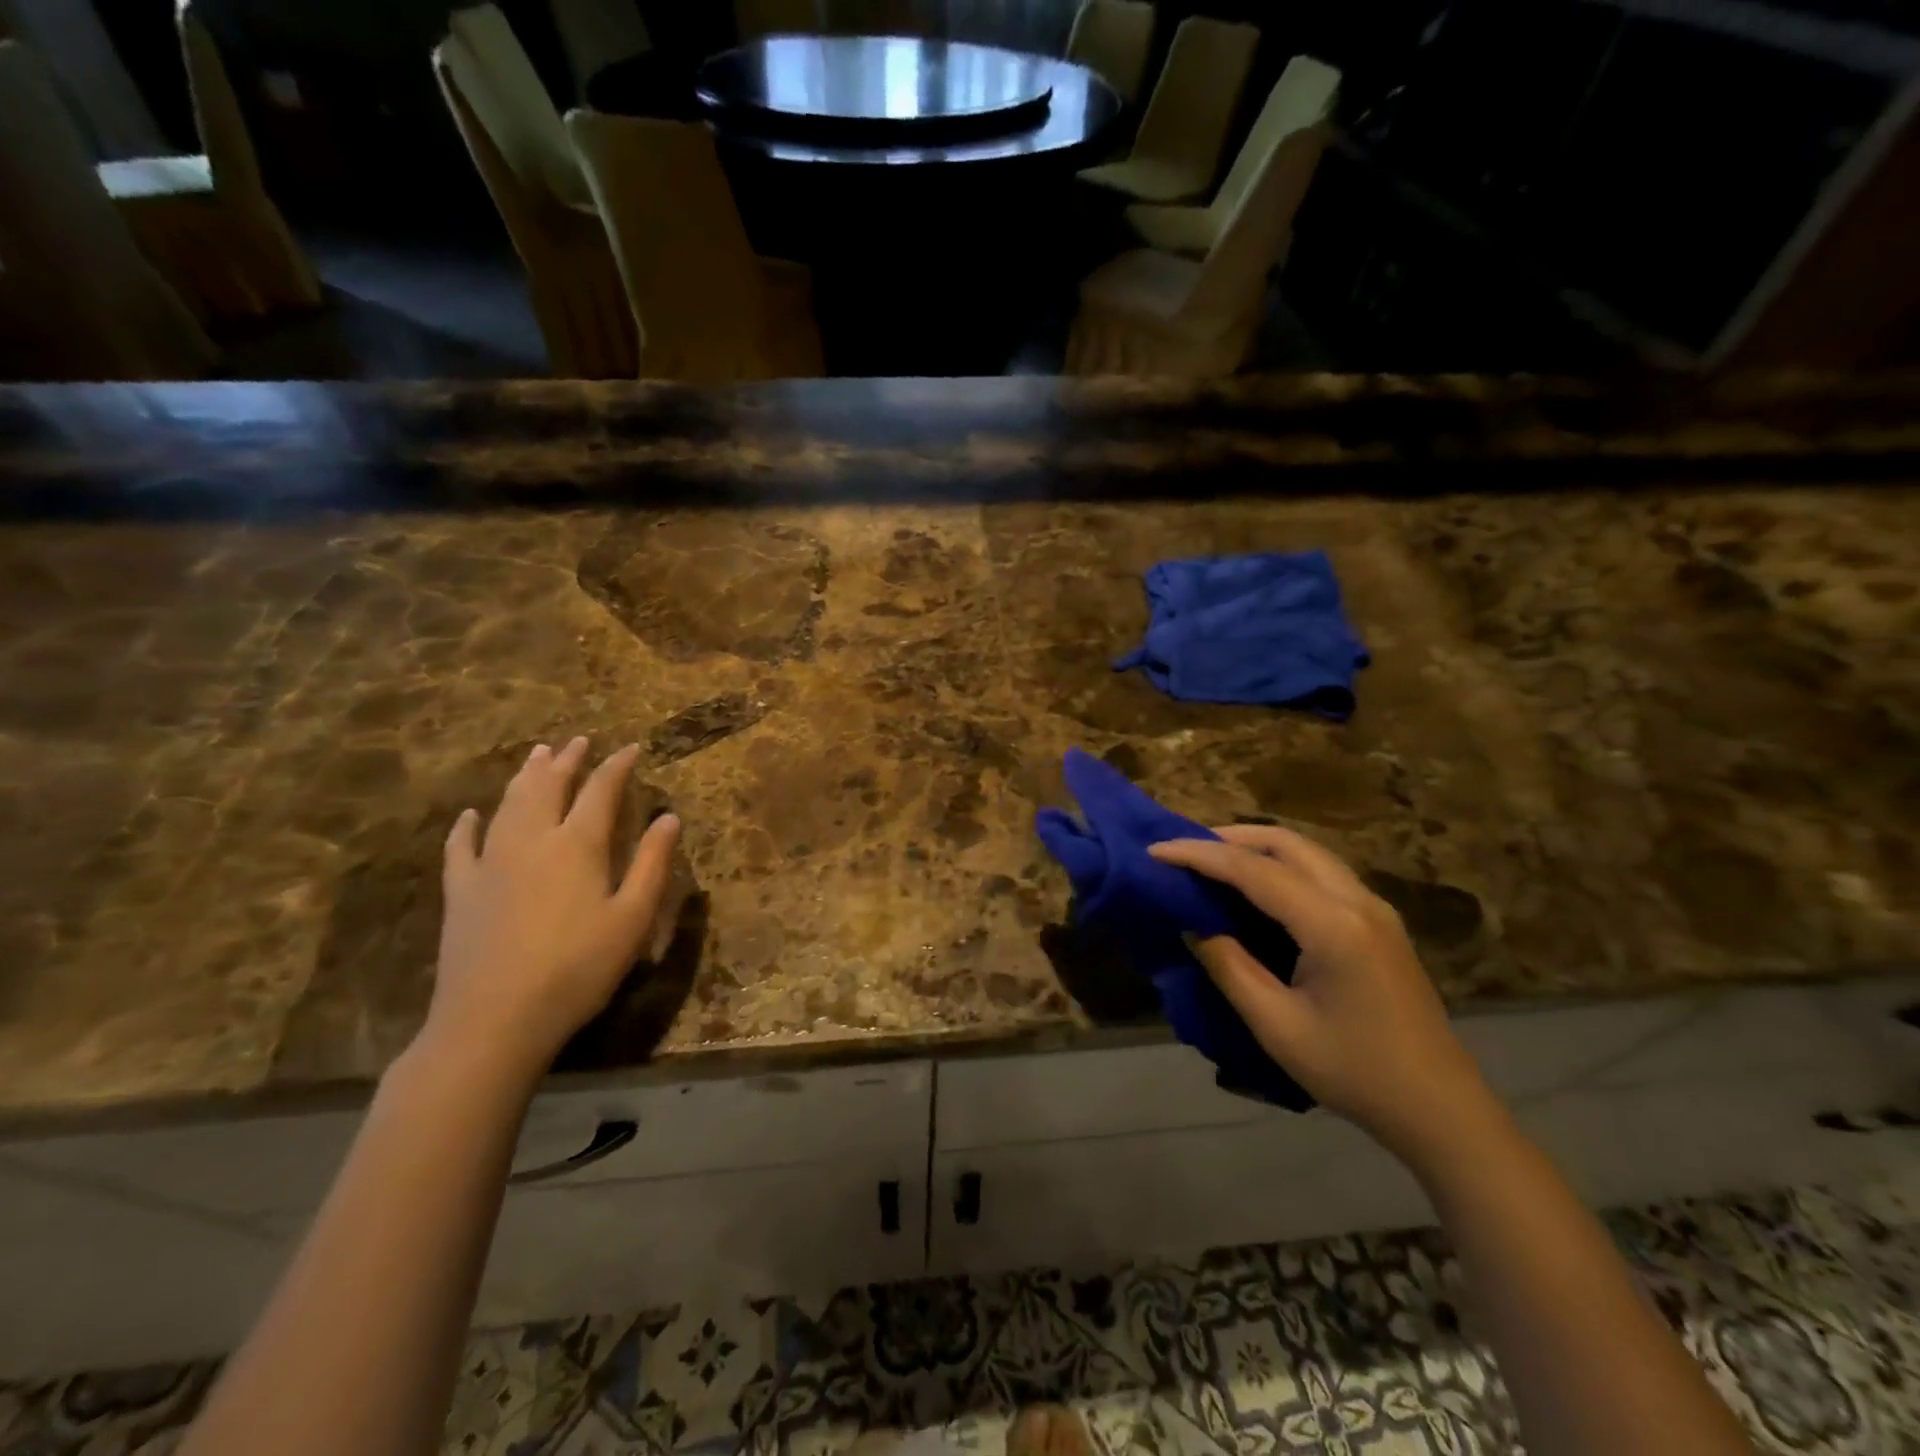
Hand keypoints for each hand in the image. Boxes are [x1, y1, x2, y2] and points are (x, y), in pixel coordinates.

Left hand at [423, 737, 681, 1084]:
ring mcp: (490, 864)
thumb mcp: (632, 919)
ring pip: (508, 805)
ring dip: (525, 777)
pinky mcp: (460, 891)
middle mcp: (532, 841)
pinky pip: (461, 846)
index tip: (631, 748)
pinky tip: (471, 814)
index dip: (616, 766)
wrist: (494, 1019)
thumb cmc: (577, 969)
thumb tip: (669, 817)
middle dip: (567, 761)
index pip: (600, 791)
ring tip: (537, 755)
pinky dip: (467, 825)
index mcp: (577, 846)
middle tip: (578, 741)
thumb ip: (650, 864)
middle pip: (549, 787)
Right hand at [1149, 825, 1491, 1163]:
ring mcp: (1374, 908)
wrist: (1440, 1109)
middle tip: (1184, 850)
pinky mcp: (1379, 922)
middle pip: (1286, 843)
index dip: (1199, 855)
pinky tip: (1257, 886)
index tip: (1155, 850)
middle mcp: (1357, 900)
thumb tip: (1193, 925)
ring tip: (1212, 861)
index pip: (1253, 870)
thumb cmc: (1354, 1072)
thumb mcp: (1277, 1026)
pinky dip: (1281, 864)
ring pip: (1307, 852)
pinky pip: (1321, 871)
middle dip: (1229, 837)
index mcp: (1332, 925)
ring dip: (1257, 847)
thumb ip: (1229, 966)